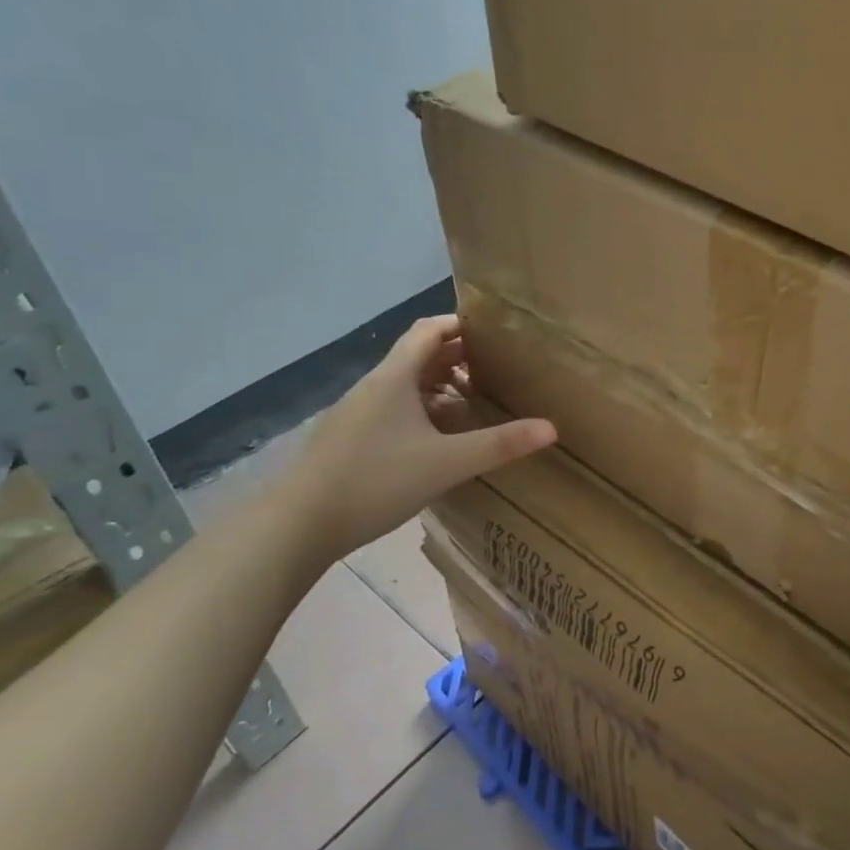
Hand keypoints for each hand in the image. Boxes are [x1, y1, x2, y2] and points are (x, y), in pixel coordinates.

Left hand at [274, 315, 554, 562]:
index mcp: (394, 378)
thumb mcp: (447, 463)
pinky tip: (433, 438)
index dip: (460, 324)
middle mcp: (372, 386)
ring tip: (470, 399)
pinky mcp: (346, 439)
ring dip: (435, 384)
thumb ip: (499, 444)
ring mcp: (355, 413)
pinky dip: (418, 409)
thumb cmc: (376, 481)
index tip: (494, 332)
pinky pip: (390, 409)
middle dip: (454, 356)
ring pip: (402, 385)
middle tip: (494, 367)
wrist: (298, 525)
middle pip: (416, 355)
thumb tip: (551, 428)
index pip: (428, 330)